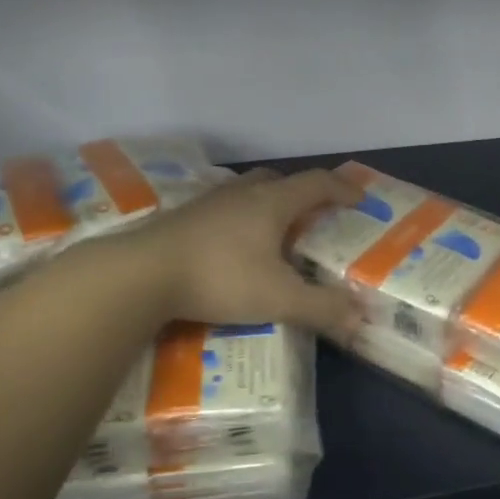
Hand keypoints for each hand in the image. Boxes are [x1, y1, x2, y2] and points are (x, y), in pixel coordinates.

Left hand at [110, 167, 362, 335]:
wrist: (140, 275)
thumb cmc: (219, 277)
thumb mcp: (278, 299)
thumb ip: (321, 308)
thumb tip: (359, 318)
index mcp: (272, 203)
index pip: (317, 183)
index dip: (342, 189)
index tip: (358, 199)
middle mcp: (242, 193)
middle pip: (279, 180)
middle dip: (301, 194)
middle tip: (313, 217)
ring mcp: (208, 203)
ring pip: (247, 192)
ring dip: (267, 204)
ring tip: (274, 232)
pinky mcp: (182, 218)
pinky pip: (222, 208)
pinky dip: (239, 219)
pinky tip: (233, 247)